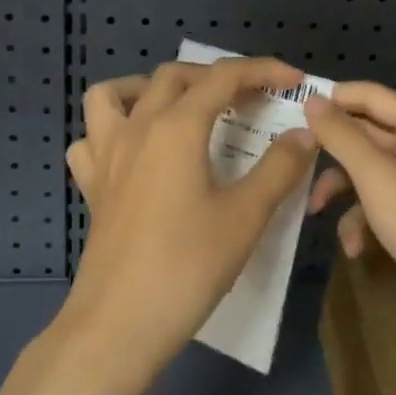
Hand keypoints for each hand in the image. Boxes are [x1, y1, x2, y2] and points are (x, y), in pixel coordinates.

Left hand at [60, 57, 317, 373]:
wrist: (119, 324)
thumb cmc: (187, 266)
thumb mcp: (246, 217)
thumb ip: (279, 168)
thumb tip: (303, 133)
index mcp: (176, 127)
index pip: (223, 78)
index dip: (262, 70)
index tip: (294, 79)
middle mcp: (137, 128)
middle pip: (175, 76)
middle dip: (216, 77)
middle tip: (250, 99)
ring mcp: (106, 155)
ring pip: (116, 94)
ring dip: (151, 88)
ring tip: (181, 108)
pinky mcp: (92, 186)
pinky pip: (91, 139)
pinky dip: (111, 130)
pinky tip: (135, 151)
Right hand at [304, 84, 395, 353]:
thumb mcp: (377, 178)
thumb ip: (342, 136)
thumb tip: (312, 99)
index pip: (374, 96)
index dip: (335, 98)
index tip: (293, 109)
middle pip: (372, 135)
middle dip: (334, 152)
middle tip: (294, 160)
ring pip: (375, 172)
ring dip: (345, 191)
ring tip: (315, 211)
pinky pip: (387, 203)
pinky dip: (366, 219)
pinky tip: (354, 247)